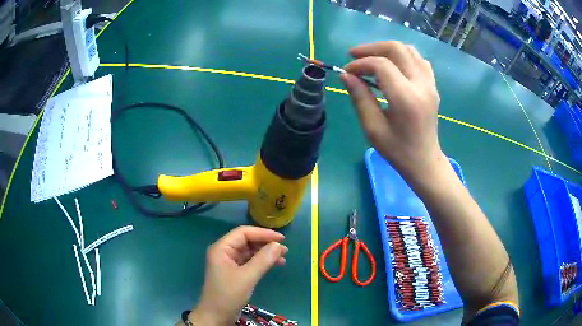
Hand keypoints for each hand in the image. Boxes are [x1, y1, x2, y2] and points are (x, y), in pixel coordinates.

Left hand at [188, 226, 287, 325]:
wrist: (216, 315)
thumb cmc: (228, 295)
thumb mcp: (247, 277)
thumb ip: (263, 260)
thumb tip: (278, 245)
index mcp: (222, 248)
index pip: (243, 233)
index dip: (263, 233)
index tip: (281, 238)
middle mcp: (224, 251)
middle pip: (247, 241)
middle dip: (265, 243)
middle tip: (285, 249)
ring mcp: (229, 262)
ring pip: (249, 251)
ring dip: (265, 253)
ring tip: (283, 257)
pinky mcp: (234, 271)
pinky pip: (249, 261)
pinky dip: (262, 262)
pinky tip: (274, 264)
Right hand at [340, 41, 445, 180]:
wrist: (425, 162)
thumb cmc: (397, 150)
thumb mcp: (373, 128)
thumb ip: (359, 98)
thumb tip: (345, 75)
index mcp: (406, 98)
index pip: (381, 65)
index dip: (360, 64)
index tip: (347, 71)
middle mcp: (421, 85)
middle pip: (397, 49)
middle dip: (372, 48)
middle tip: (354, 56)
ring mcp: (430, 84)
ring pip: (409, 50)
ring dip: (387, 49)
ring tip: (372, 58)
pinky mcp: (433, 86)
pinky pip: (419, 60)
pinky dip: (403, 57)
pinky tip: (393, 67)